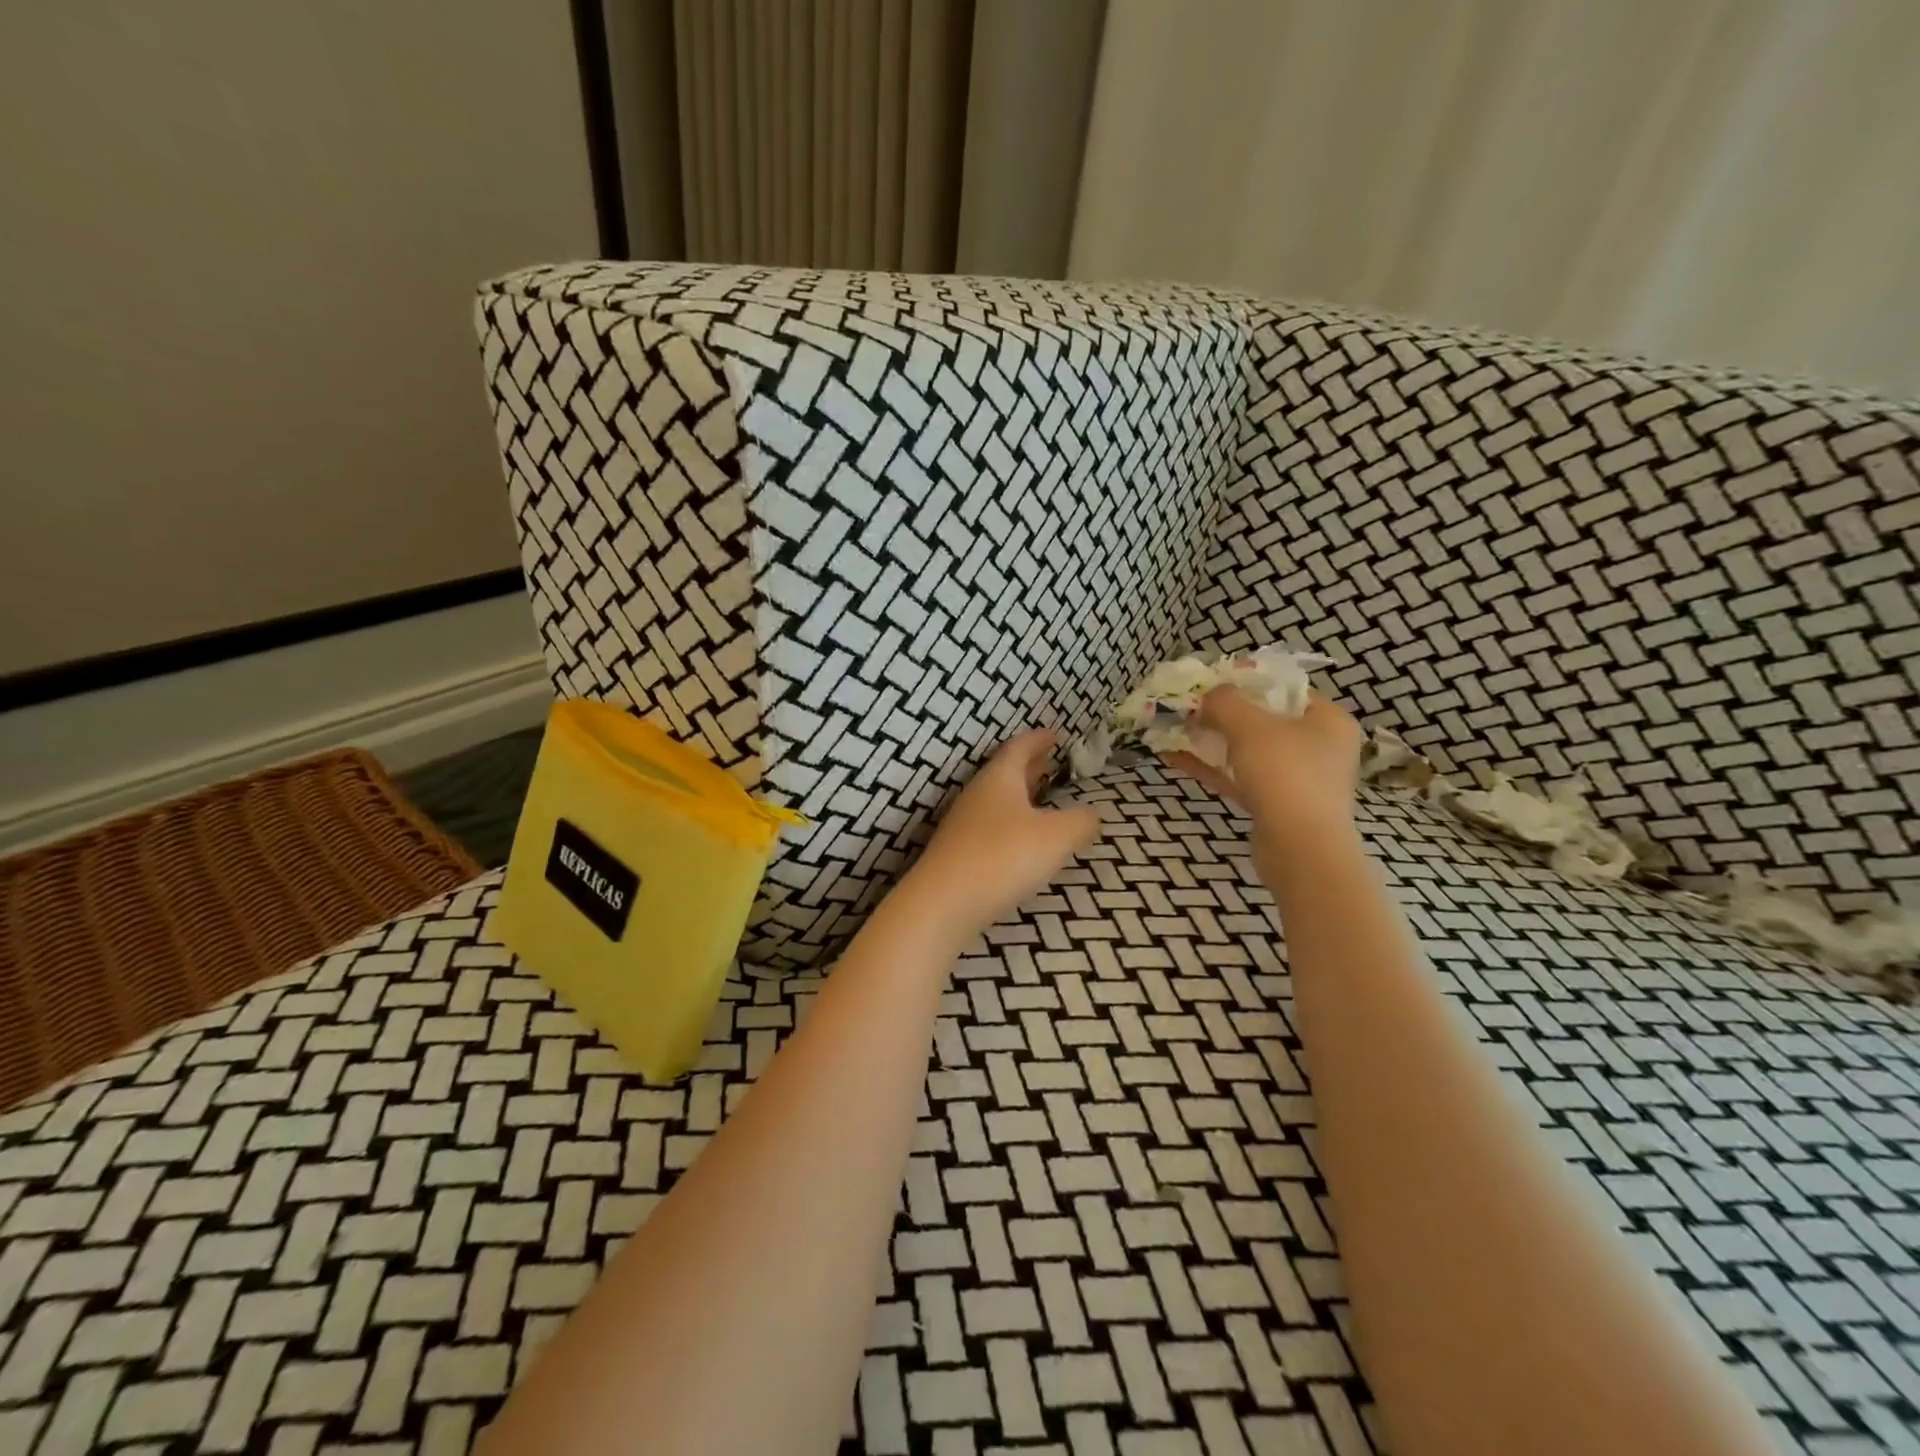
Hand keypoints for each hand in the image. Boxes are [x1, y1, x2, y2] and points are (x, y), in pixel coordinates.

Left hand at [902, 729, 1101, 939]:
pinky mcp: (958, 855)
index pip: (1018, 748)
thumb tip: (1091, 815)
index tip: (1053, 734)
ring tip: (1040, 797)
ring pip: (997, 801)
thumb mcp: (1057, 836)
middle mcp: (977, 796)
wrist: (944, 903)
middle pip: (1005, 773)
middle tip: (1048, 760)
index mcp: (999, 779)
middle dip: (1028, 765)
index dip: (1037, 739)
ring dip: (1019, 795)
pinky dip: (1010, 823)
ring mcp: (964, 825)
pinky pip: (990, 827)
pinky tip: (1022, 840)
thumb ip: (1081, 821)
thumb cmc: (1003, 856)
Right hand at [1166, 688, 1362, 852]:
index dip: (1246, 682)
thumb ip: (1226, 702)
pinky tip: (1175, 758)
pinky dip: (1212, 767)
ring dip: (1211, 741)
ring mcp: (1298, 779)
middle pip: (1263, 720)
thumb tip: (1209, 695)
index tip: (1211, 683)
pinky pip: (1240, 777)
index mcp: (1327, 720)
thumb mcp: (1250, 726)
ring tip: (1174, 730)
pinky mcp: (1277, 805)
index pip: (1285, 689)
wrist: (1301, 850)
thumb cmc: (1285, 775)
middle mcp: (1319, 746)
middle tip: (1188, 706)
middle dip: (1221, 714)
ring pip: (1248, 751)